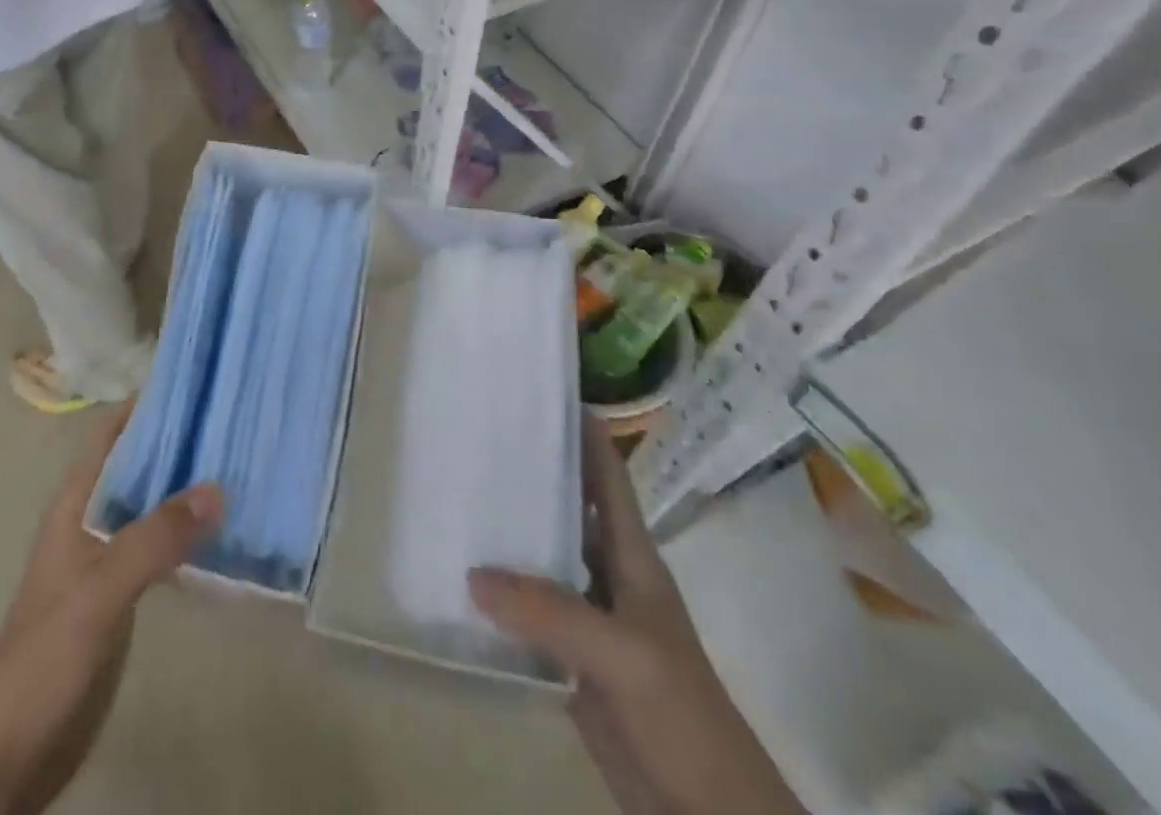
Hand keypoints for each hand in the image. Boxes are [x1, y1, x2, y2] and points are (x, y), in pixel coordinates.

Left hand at [0, 411, 223, 814]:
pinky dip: (189, 534)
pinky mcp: (123, 594)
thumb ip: (154, 539)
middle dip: (181, 444)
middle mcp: (93, 519)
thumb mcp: (100, 591)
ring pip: (153, 506)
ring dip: (189, 489)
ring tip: (244, 467)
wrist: (12, 754)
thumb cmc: (45, 657)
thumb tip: (217, 487)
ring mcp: (108, 558)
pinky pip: (161, 548)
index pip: (111, 433)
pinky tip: (227, 534)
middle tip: (238, 423)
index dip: (148, 405)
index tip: (199, 384)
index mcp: (76, 503)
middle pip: (139, 465)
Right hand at [469, 421, 805, 814]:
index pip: (605, 473)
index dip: (581, 427)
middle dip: (528, 468)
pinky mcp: (568, 654)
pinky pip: (526, 607)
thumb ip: (552, 610)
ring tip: (455, 489)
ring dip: (507, 526)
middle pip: (566, 504)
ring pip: (541, 553)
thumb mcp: (623, 653)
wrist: (704, 808)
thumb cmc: (681, 711)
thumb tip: (472, 572)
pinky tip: (459, 574)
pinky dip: (497, 588)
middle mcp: (606, 570)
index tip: (539, 387)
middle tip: (474, 431)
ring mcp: (587, 613)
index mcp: (631, 553)